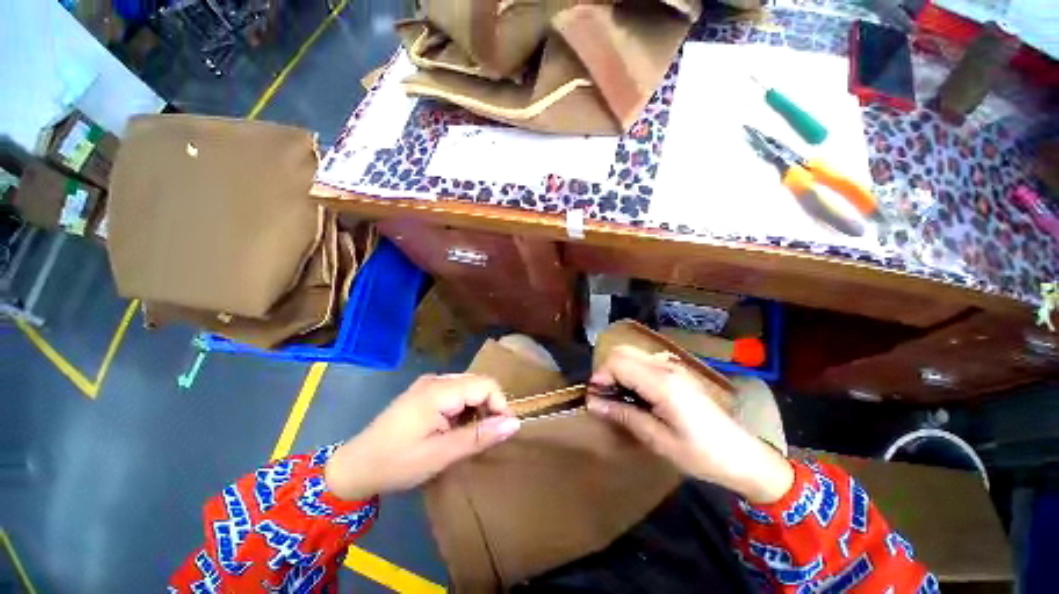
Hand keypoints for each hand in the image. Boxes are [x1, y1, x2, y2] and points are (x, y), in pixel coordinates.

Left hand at [324, 374, 519, 500]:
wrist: (355, 467)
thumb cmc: (398, 462)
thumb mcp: (442, 454)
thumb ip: (480, 436)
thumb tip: (515, 424)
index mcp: (440, 390)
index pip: (486, 384)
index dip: (500, 404)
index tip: (502, 430)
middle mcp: (436, 379)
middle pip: (478, 383)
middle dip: (489, 406)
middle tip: (487, 435)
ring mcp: (428, 384)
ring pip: (468, 387)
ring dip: (477, 408)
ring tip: (471, 434)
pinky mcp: (424, 392)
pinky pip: (455, 393)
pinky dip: (463, 408)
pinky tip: (455, 428)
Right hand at [587, 346, 793, 503]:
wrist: (742, 455)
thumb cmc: (701, 454)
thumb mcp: (658, 440)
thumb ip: (623, 415)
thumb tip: (592, 403)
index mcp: (662, 382)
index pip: (618, 362)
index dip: (600, 376)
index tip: (594, 397)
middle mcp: (666, 366)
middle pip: (623, 351)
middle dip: (606, 370)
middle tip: (604, 396)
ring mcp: (673, 366)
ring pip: (632, 353)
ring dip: (618, 370)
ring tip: (618, 397)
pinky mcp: (677, 371)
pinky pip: (644, 361)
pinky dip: (631, 371)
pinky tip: (636, 394)